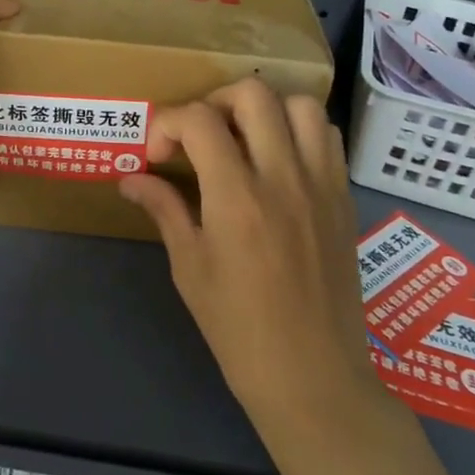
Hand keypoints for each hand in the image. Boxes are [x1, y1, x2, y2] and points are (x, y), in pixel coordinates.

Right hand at [120, 79, 374, 424]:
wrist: (314, 379)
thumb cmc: (239, 329)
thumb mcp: (190, 268)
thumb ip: (164, 209)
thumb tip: (130, 178)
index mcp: (236, 198)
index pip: (199, 120)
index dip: (168, 123)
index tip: (158, 152)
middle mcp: (283, 178)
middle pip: (253, 95)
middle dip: (215, 101)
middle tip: (200, 135)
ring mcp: (321, 185)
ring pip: (300, 104)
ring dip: (265, 109)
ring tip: (244, 138)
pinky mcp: (343, 198)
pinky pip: (328, 137)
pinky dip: (301, 130)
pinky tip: (280, 160)